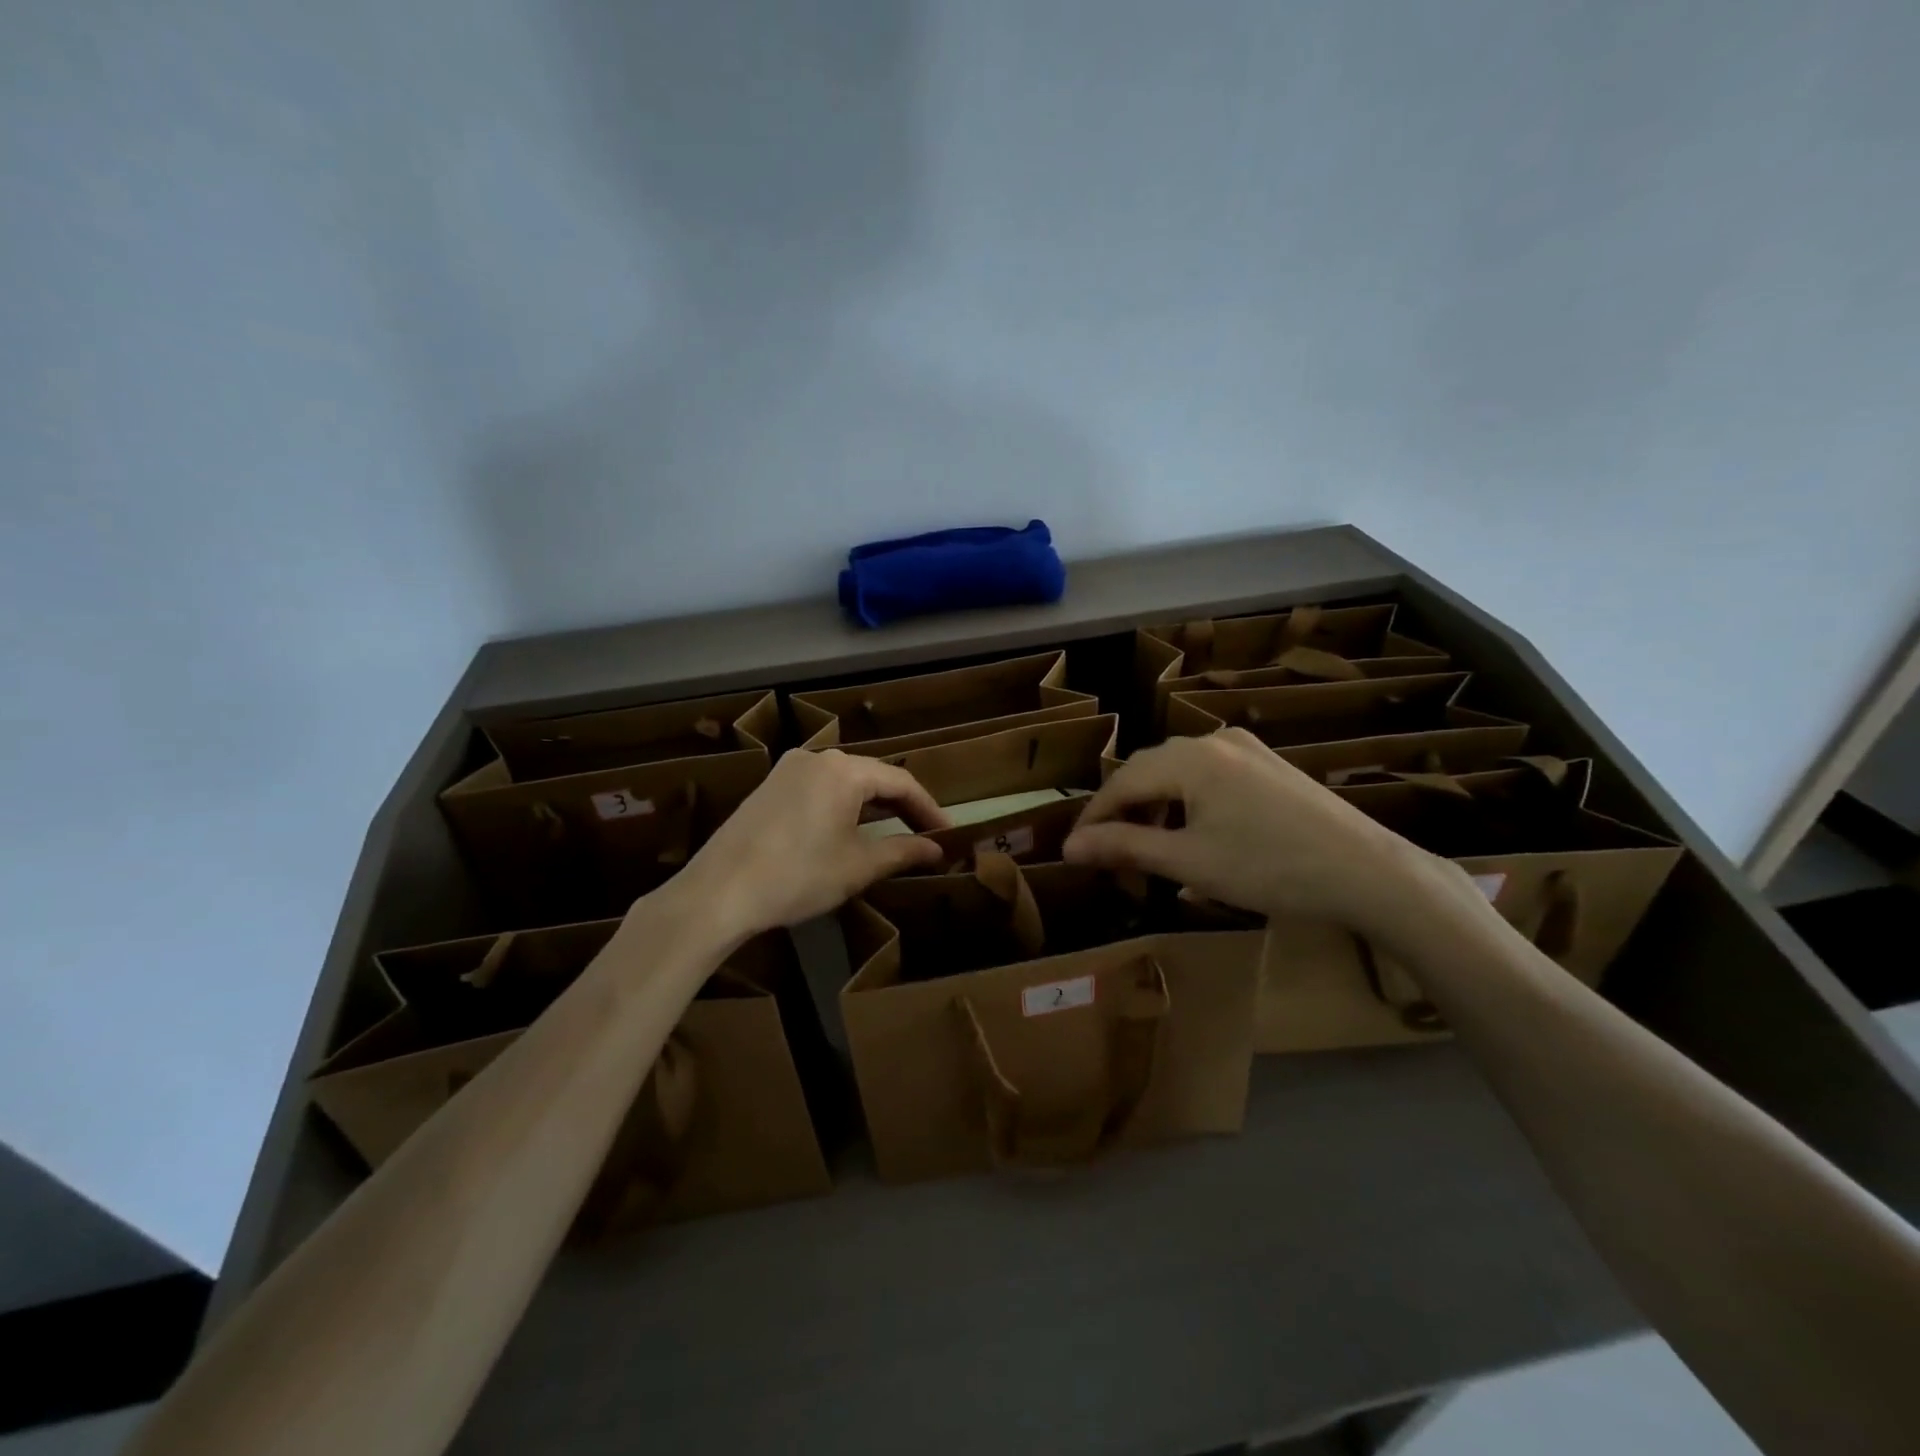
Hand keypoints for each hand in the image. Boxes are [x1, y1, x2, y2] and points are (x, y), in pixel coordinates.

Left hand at [664, 749, 951, 942]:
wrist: (719, 892)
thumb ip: (903, 851)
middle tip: (925, 834)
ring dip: (872, 806)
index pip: (901, 781)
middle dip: (901, 806)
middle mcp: (817, 758)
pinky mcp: (769, 787)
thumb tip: (937, 849)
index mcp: (844, 770)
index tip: (947, 834)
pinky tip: (849, 831)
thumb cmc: (798, 876)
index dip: (928, 808)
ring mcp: (788, 770)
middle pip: (872, 776)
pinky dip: (843, 806)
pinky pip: (820, 788)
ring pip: (845, 781)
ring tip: (894, 834)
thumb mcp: (858, 866)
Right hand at [1062, 729, 1442, 935]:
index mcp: (1189, 758)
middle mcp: (1214, 741)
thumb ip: (1124, 847)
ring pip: (1179, 773)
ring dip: (1156, 808)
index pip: (1122, 782)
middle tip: (1112, 857)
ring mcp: (1246, 749)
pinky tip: (1194, 834)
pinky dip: (1188, 803)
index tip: (1075, 851)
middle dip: (1124, 813)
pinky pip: (1209, 776)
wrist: (1367, 872)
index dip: (1094, 816)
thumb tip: (1069, 845)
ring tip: (1151, 849)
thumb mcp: (1189, 862)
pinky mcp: (1269, 765)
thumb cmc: (1269, 868)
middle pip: (1149, 771)